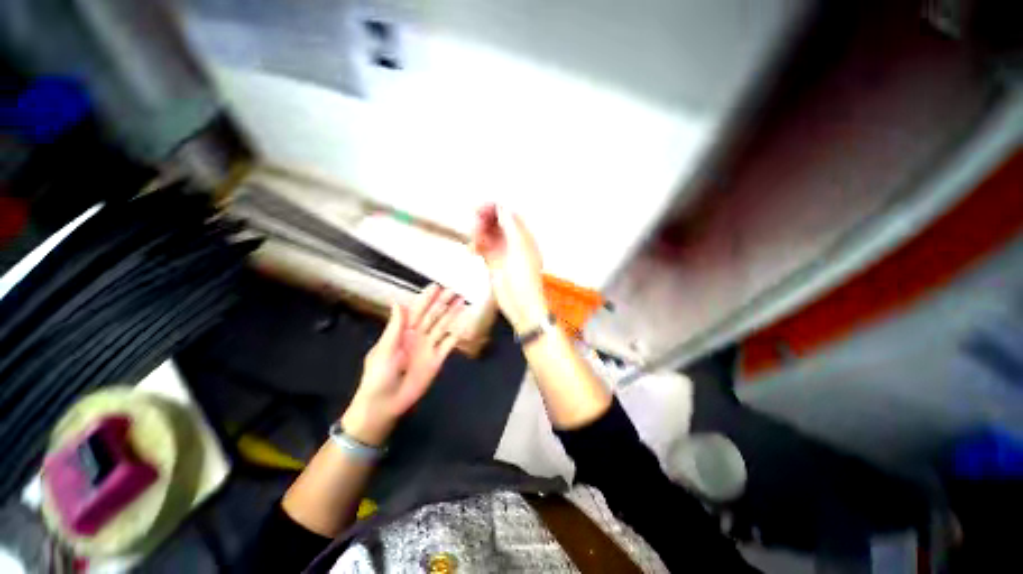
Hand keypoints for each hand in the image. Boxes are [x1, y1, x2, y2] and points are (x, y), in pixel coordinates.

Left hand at [341, 285, 465, 445]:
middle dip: (443, 303)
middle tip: (454, 290)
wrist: (384, 405)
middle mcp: (418, 336)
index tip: (436, 286)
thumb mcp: (383, 350)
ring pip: (443, 327)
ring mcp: (429, 347)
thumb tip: (398, 303)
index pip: (417, 311)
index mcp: (403, 332)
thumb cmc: (378, 376)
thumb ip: (395, 327)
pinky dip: (457, 335)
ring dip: (452, 315)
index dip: (426, 299)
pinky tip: (465, 325)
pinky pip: (449, 345)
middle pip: (433, 316)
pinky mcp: (437, 360)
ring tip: (462, 302)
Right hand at [470, 204, 548, 330]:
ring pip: (488, 236)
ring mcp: (503, 253)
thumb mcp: (520, 248)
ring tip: (473, 240)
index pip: (509, 217)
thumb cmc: (525, 279)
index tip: (481, 208)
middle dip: (485, 221)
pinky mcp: (494, 264)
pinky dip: (477, 247)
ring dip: (479, 235)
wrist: (520, 304)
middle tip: (474, 222)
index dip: (495, 210)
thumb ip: (511, 227)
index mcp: (524, 238)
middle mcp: (514, 244)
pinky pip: (483, 249)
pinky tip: (472, 249)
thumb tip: (502, 208)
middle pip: (497, 225)